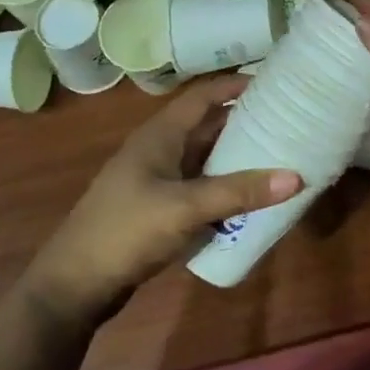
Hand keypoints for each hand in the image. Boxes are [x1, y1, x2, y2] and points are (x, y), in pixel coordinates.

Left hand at [22, 75, 301, 326]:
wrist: (74, 284)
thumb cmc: (126, 231)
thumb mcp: (185, 208)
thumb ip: (238, 192)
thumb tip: (295, 177)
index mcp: (161, 134)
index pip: (203, 95)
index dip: (235, 85)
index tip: (275, 84)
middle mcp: (160, 148)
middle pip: (207, 125)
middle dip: (244, 122)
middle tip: (287, 123)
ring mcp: (157, 179)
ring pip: (205, 158)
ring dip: (236, 157)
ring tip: (278, 157)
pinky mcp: (158, 207)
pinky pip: (200, 186)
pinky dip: (224, 187)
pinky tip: (250, 199)